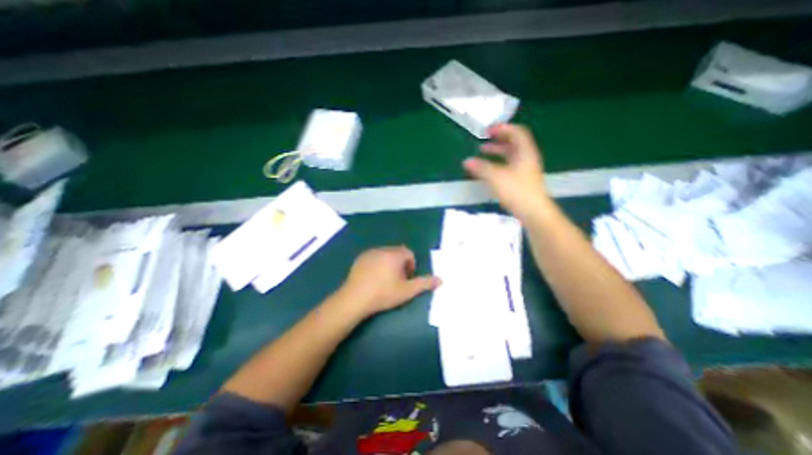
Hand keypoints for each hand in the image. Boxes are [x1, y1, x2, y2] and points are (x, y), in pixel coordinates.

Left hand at [334, 246, 440, 317]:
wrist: (355, 298)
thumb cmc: (384, 294)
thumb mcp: (407, 291)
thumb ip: (424, 283)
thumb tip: (440, 279)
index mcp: (395, 255)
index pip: (409, 253)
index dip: (410, 266)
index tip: (406, 279)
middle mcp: (383, 249)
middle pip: (397, 253)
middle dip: (400, 264)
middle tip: (396, 281)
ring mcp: (370, 253)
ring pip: (385, 254)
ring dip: (389, 263)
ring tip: (385, 280)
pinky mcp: (360, 258)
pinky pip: (374, 257)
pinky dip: (377, 264)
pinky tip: (373, 278)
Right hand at [462, 123, 551, 221]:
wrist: (533, 212)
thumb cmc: (517, 191)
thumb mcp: (496, 177)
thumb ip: (481, 168)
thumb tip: (466, 161)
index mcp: (525, 152)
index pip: (517, 132)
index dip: (503, 128)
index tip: (488, 130)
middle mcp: (527, 158)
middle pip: (514, 143)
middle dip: (498, 139)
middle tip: (484, 139)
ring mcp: (525, 170)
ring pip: (511, 155)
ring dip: (497, 151)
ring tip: (483, 152)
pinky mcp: (522, 181)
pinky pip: (509, 166)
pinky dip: (498, 163)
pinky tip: (489, 169)